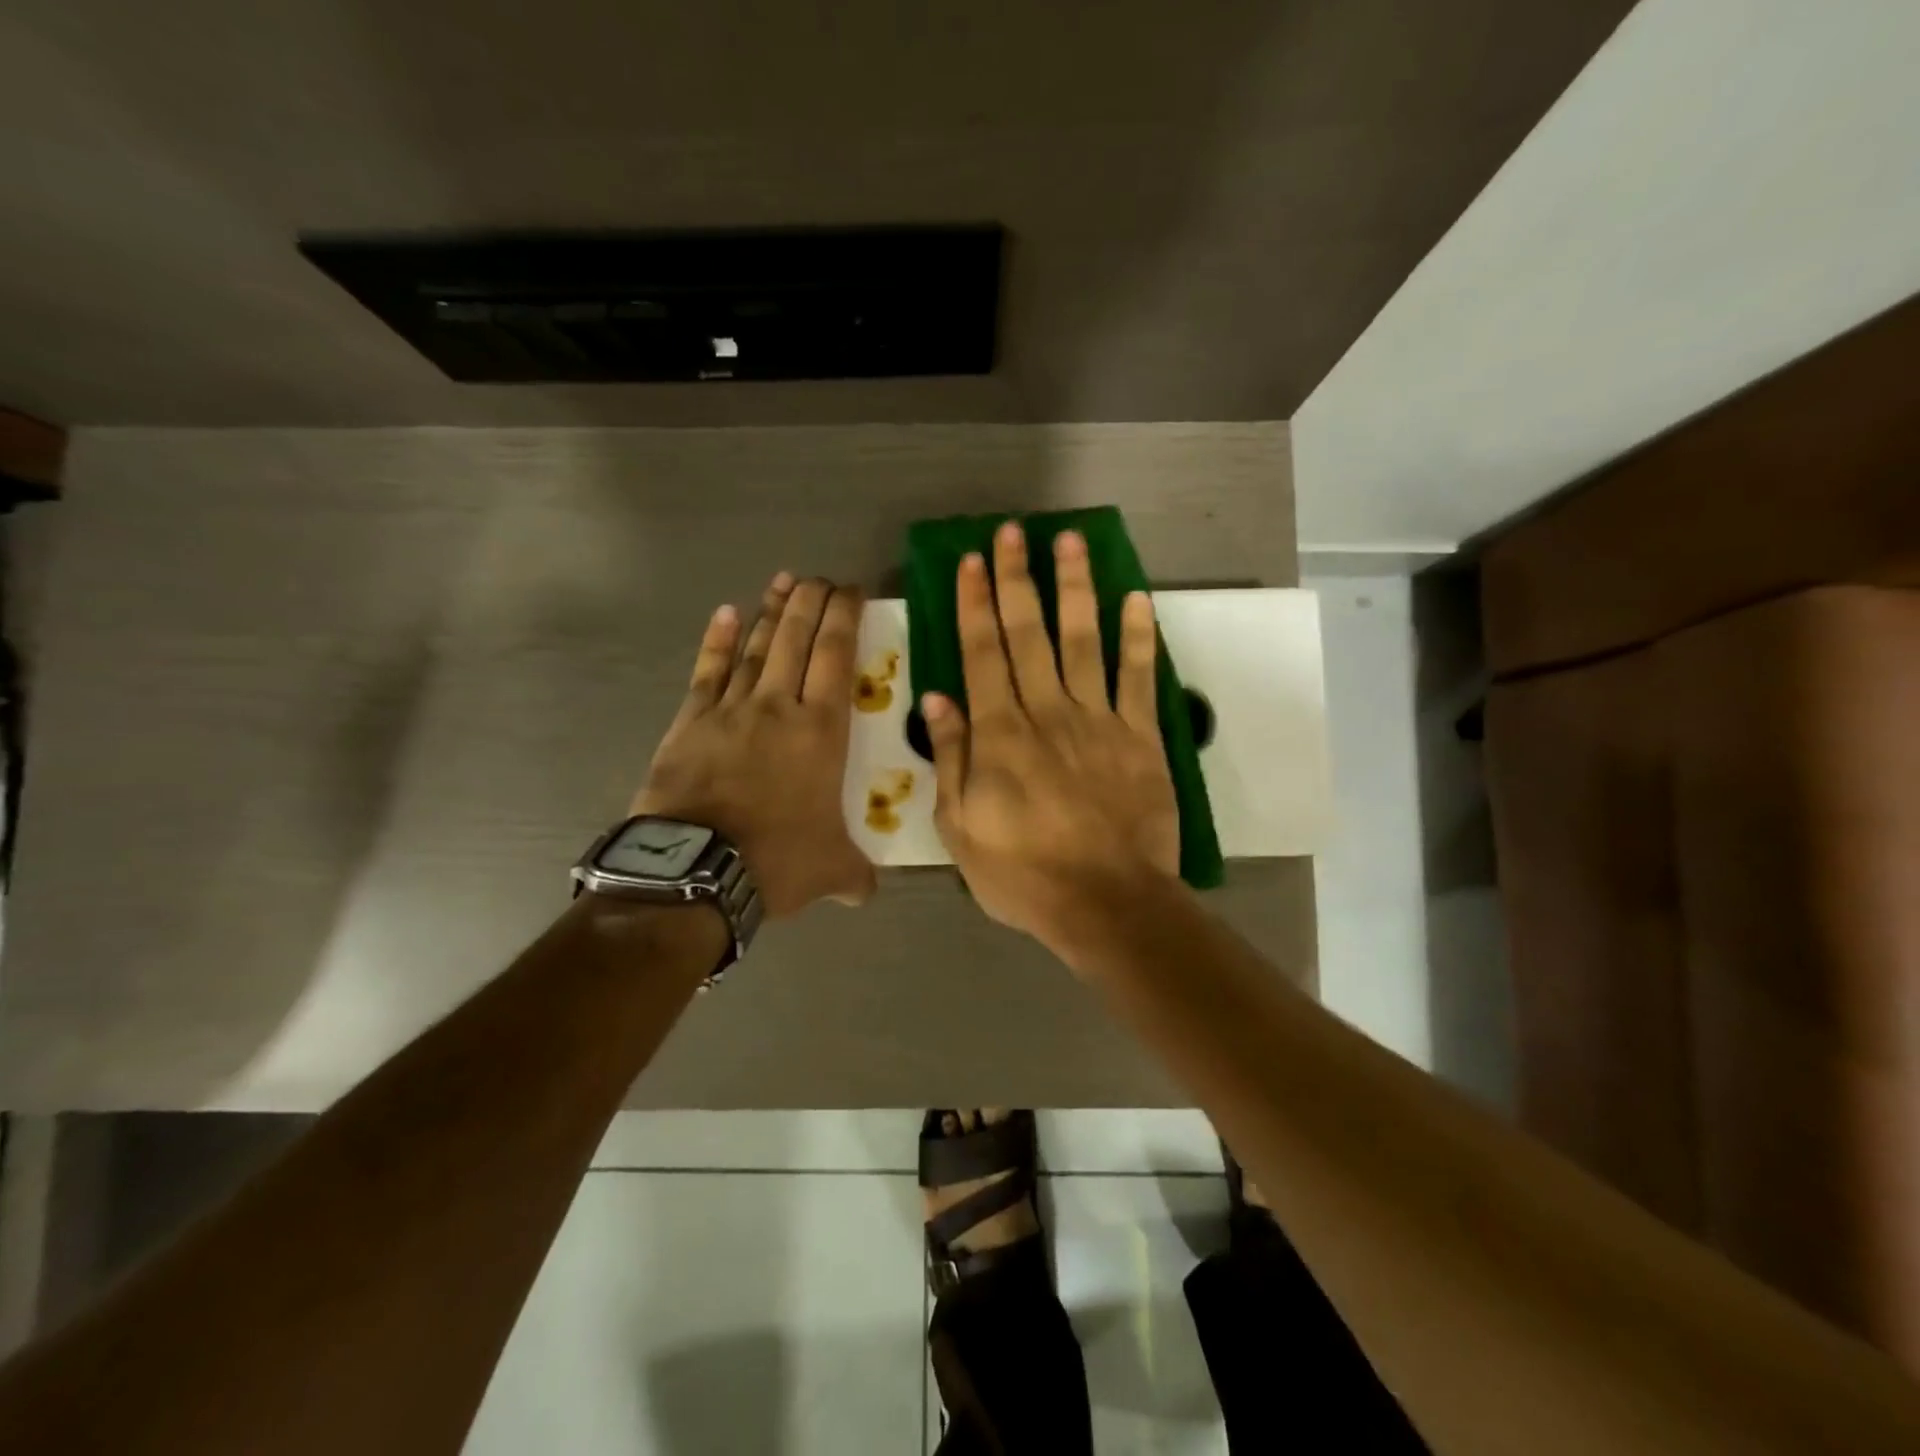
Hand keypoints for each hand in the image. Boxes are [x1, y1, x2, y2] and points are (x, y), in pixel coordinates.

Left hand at [633, 573, 876, 916]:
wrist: (695, 871)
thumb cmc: (775, 861)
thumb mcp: (831, 870)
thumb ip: (855, 874)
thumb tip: (866, 892)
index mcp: (821, 731)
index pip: (836, 656)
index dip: (845, 617)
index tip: (851, 590)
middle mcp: (778, 707)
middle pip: (797, 639)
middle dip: (811, 602)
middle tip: (821, 577)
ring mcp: (730, 710)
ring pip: (757, 648)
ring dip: (772, 612)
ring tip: (784, 581)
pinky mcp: (690, 723)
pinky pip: (707, 673)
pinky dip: (718, 642)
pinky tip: (726, 613)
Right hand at [924, 522, 1179, 950]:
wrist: (1107, 904)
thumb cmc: (1024, 875)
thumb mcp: (961, 828)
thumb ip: (951, 759)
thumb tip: (937, 697)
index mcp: (999, 734)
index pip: (981, 654)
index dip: (974, 605)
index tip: (970, 562)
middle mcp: (1046, 712)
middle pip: (1029, 633)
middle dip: (1017, 579)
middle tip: (1012, 533)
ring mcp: (1098, 720)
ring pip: (1083, 640)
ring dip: (1075, 588)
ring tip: (1070, 542)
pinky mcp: (1140, 737)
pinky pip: (1139, 677)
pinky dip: (1138, 636)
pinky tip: (1136, 598)